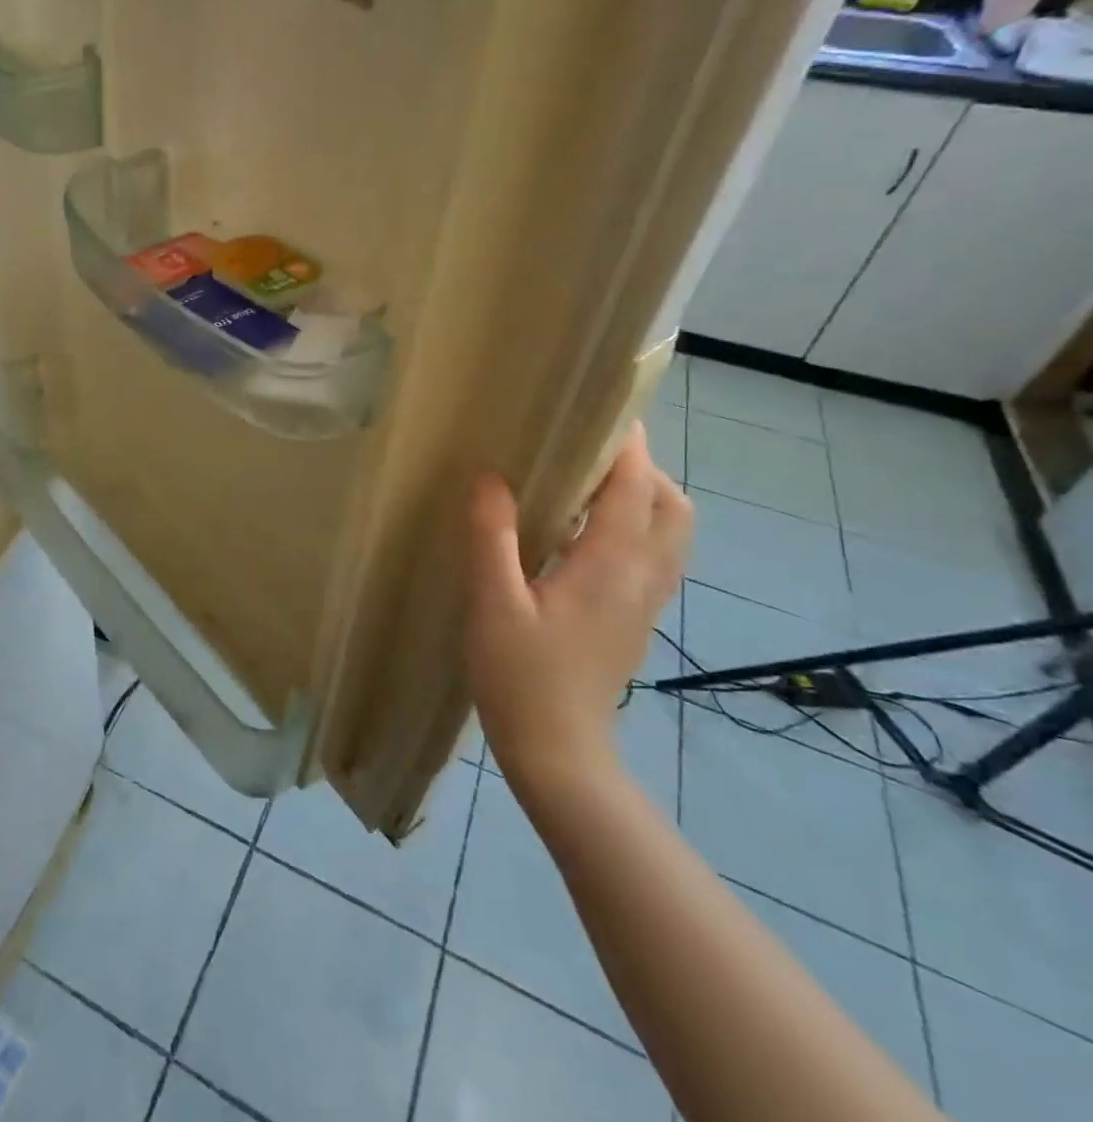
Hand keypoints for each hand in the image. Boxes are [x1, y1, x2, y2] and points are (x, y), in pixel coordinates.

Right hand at [465, 424, 691, 791]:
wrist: (561, 754)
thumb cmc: (522, 677)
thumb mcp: (494, 604)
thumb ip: (491, 538)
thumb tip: (490, 477)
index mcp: (611, 567)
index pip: (635, 489)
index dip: (626, 446)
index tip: (604, 409)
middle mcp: (642, 578)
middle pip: (672, 507)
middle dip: (642, 468)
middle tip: (588, 448)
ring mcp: (645, 602)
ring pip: (671, 533)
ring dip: (645, 497)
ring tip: (589, 483)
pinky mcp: (634, 620)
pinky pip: (654, 556)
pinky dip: (638, 527)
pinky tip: (587, 535)